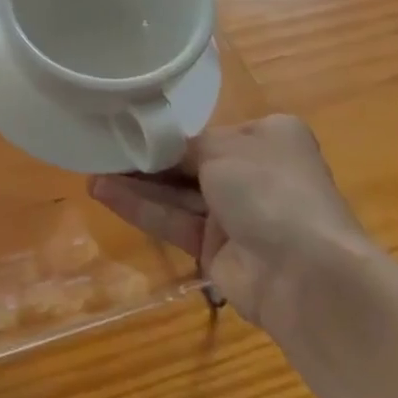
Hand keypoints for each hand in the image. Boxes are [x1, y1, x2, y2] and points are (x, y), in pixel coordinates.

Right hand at [89, 115, 372, 337]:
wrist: (306, 274)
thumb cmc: (270, 189)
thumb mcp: (224, 147)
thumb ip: (182, 146)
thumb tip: (157, 146)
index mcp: (268, 139)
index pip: (209, 131)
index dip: (169, 131)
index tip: (129, 123)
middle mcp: (253, 173)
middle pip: (189, 162)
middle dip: (148, 156)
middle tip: (102, 144)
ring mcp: (235, 215)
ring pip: (177, 193)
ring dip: (136, 182)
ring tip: (91, 169)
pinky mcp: (215, 249)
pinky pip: (173, 221)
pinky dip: (141, 207)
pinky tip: (103, 192)